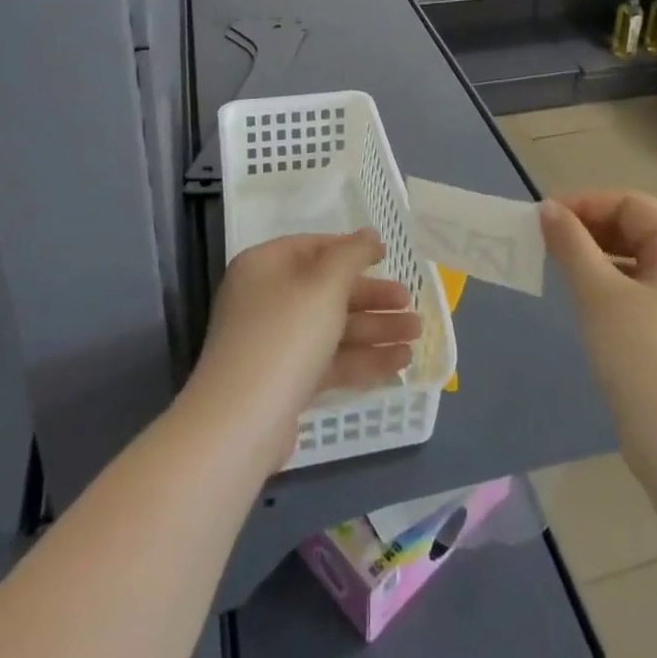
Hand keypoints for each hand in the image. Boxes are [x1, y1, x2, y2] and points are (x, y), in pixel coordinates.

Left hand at [190, 230, 420, 467]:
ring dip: (375, 330)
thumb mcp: (324, 285)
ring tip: (417, 336)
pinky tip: (399, 363)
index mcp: (265, 265)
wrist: (240, 423)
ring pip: (332, 327)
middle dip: (372, 298)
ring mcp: (274, 342)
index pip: (314, 246)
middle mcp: (266, 298)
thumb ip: (352, 255)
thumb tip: (368, 233)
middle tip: (410, 303)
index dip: (352, 249)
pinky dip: (361, 359)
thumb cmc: (285, 335)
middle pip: (327, 290)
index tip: (387, 256)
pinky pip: (328, 360)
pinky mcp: (284, 381)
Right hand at [541, 191, 656, 470]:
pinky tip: (581, 299)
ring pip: (633, 260)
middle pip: (635, 228)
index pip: (632, 204)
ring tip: (557, 267)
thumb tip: (547, 208)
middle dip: (589, 229)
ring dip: (594, 256)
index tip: (545, 219)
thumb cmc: (643, 360)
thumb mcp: (599, 294)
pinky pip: (636, 290)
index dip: (587, 204)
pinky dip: (607, 284)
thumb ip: (571, 244)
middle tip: (546, 242)